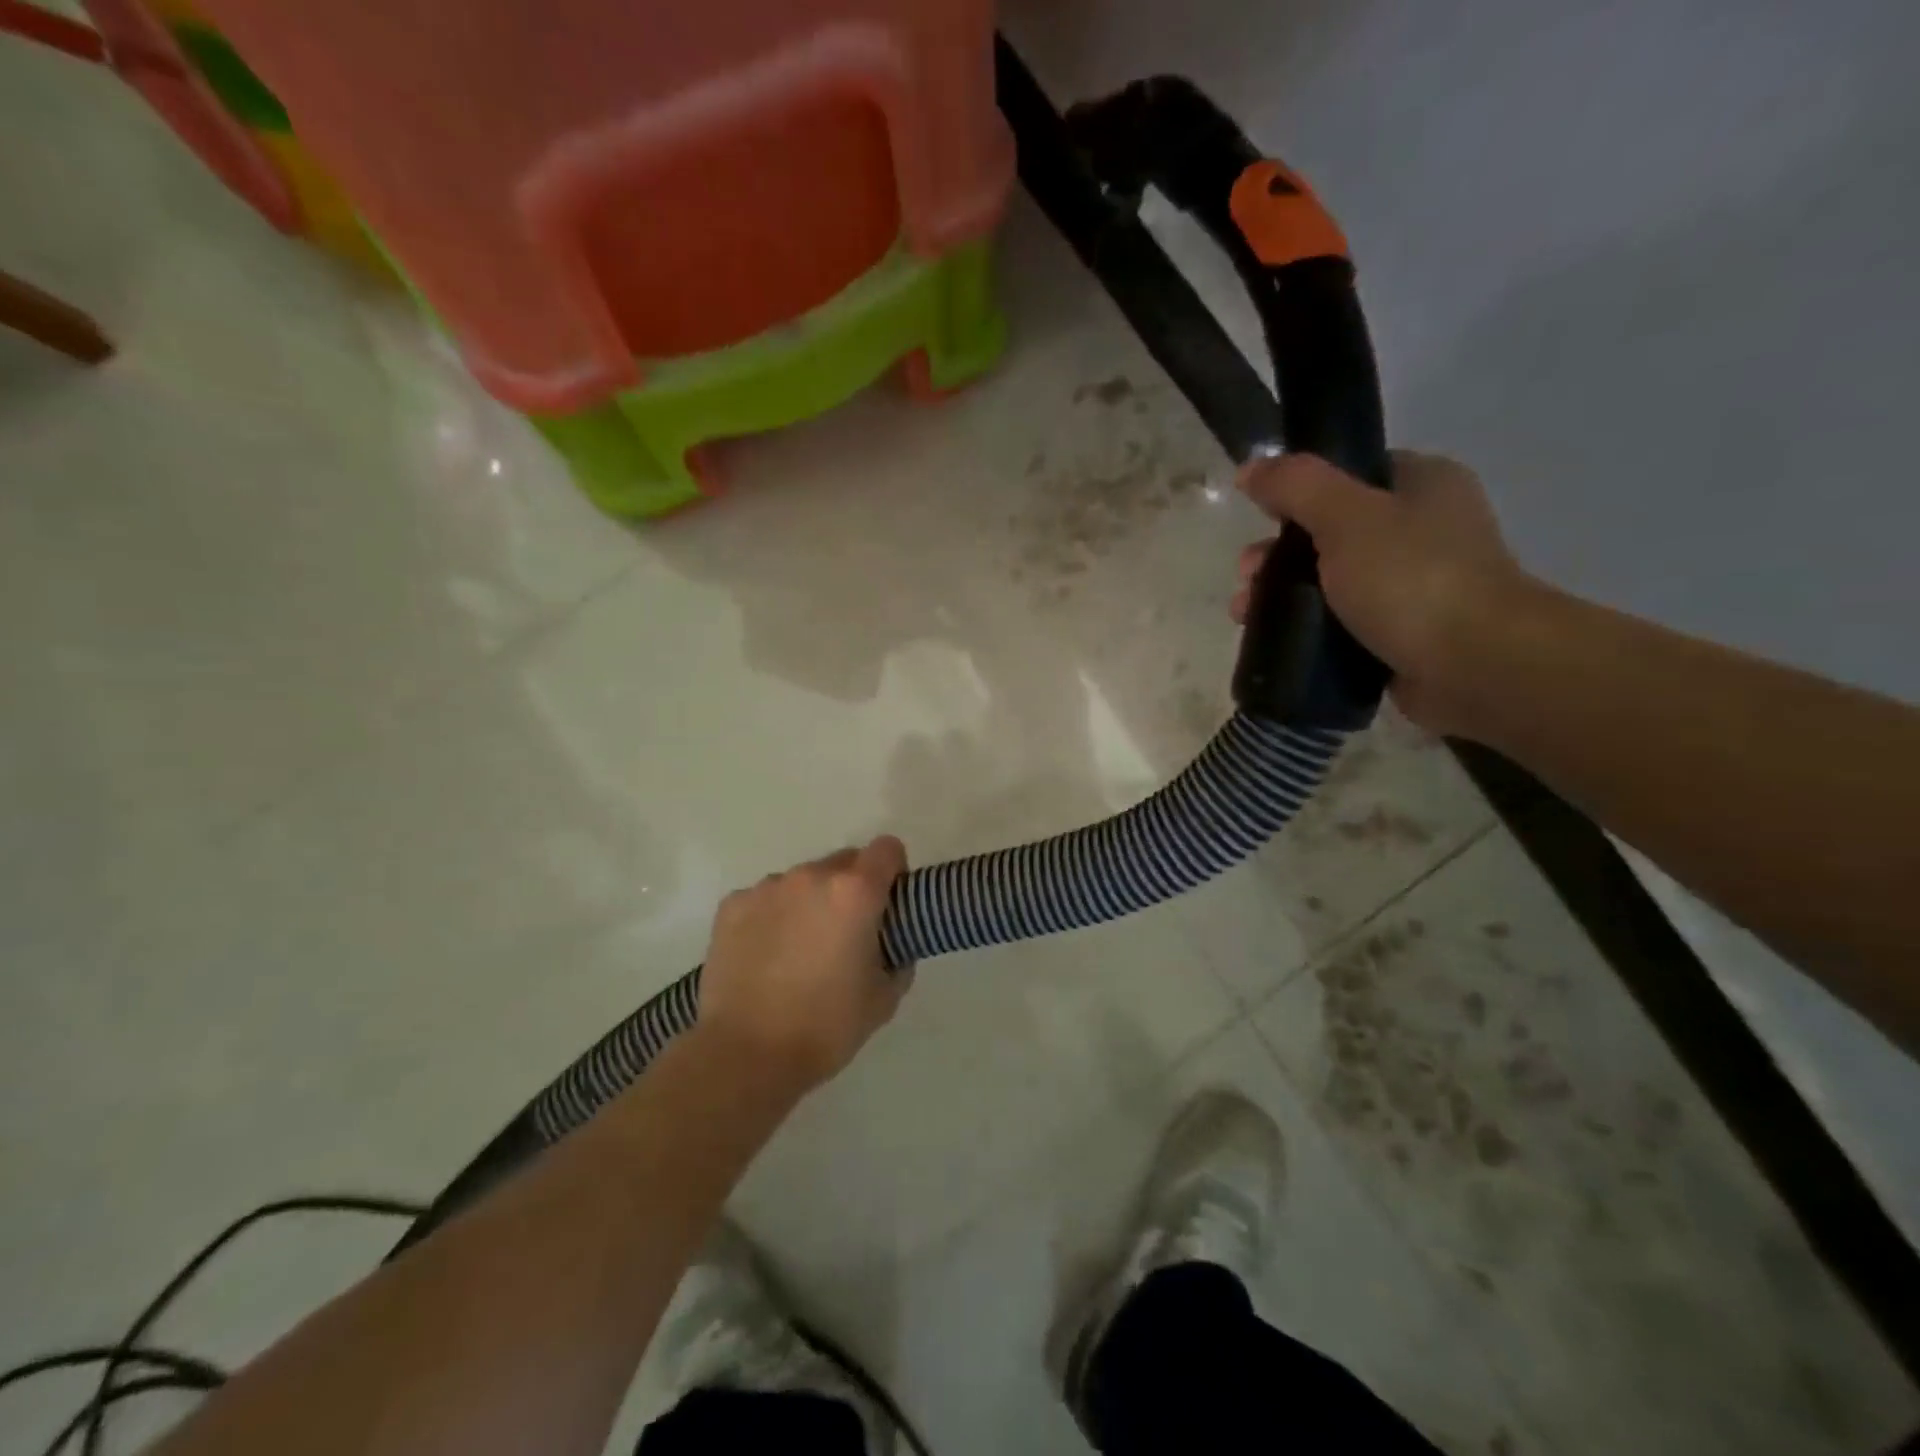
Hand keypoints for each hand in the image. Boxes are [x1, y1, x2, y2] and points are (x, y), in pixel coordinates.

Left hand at [696, 837, 910, 1095]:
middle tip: (845, 935)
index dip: (894, 872)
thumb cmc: (826, 1027)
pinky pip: (766, 898)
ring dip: (810, 902)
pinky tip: (766, 956)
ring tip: (799, 951)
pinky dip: (773, 916)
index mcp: (855, 892)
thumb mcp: (885, 997)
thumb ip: (897, 955)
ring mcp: (767, 888)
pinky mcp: (732, 905)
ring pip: (802, 881)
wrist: (745, 1055)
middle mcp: (811, 876)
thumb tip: (890, 943)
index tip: (888, 904)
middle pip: (844, 863)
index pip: (887, 849)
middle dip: (851, 889)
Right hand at [1233, 450, 1530, 735]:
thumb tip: (1250, 467)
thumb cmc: (1411, 578)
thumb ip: (1295, 486)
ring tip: (1246, 617)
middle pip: (1329, 532)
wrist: (1474, 664)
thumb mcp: (1345, 517)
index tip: (1260, 521)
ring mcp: (1414, 584)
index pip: (1349, 474)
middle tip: (1247, 579)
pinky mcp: (1402, 632)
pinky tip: (1276, 639)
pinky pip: (1341, 622)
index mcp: (1422, 484)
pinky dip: (1308, 628)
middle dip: (1278, 555)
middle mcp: (1422, 529)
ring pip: (1330, 581)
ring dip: (1283, 595)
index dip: (1297, 494)